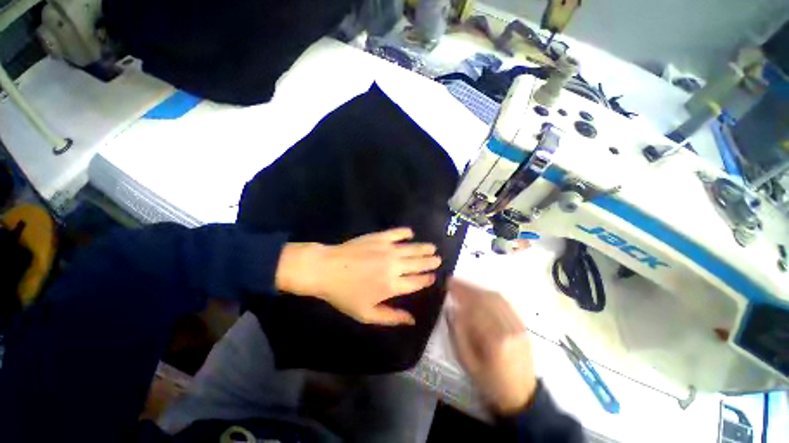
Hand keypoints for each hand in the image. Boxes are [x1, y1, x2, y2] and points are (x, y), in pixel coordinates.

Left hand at [276, 228, 440, 325]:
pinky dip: (405, 232)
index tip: (433, 277)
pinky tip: (411, 232)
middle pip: (418, 264)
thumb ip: (391, 317)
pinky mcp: (379, 237)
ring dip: (424, 248)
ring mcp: (387, 249)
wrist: (326, 269)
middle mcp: (395, 266)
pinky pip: (397, 233)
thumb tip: (412, 321)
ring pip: (412, 249)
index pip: (417, 282)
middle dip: (430, 262)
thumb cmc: (344, 294)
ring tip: (432, 248)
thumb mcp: (366, 314)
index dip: (427, 279)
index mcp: (392, 286)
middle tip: (438, 259)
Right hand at [447, 278, 536, 414]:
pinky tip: (479, 293)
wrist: (522, 397)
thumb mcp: (467, 361)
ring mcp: (519, 325)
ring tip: (463, 286)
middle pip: (486, 298)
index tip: (448, 284)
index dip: (460, 293)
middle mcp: (510, 328)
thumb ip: (458, 333)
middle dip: (467, 287)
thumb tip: (452, 308)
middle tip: (453, 281)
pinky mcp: (522, 325)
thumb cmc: (490, 382)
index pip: (475, 307)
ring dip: (478, 289)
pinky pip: (505, 303)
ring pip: (496, 298)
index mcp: (496, 340)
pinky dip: (489, 294)